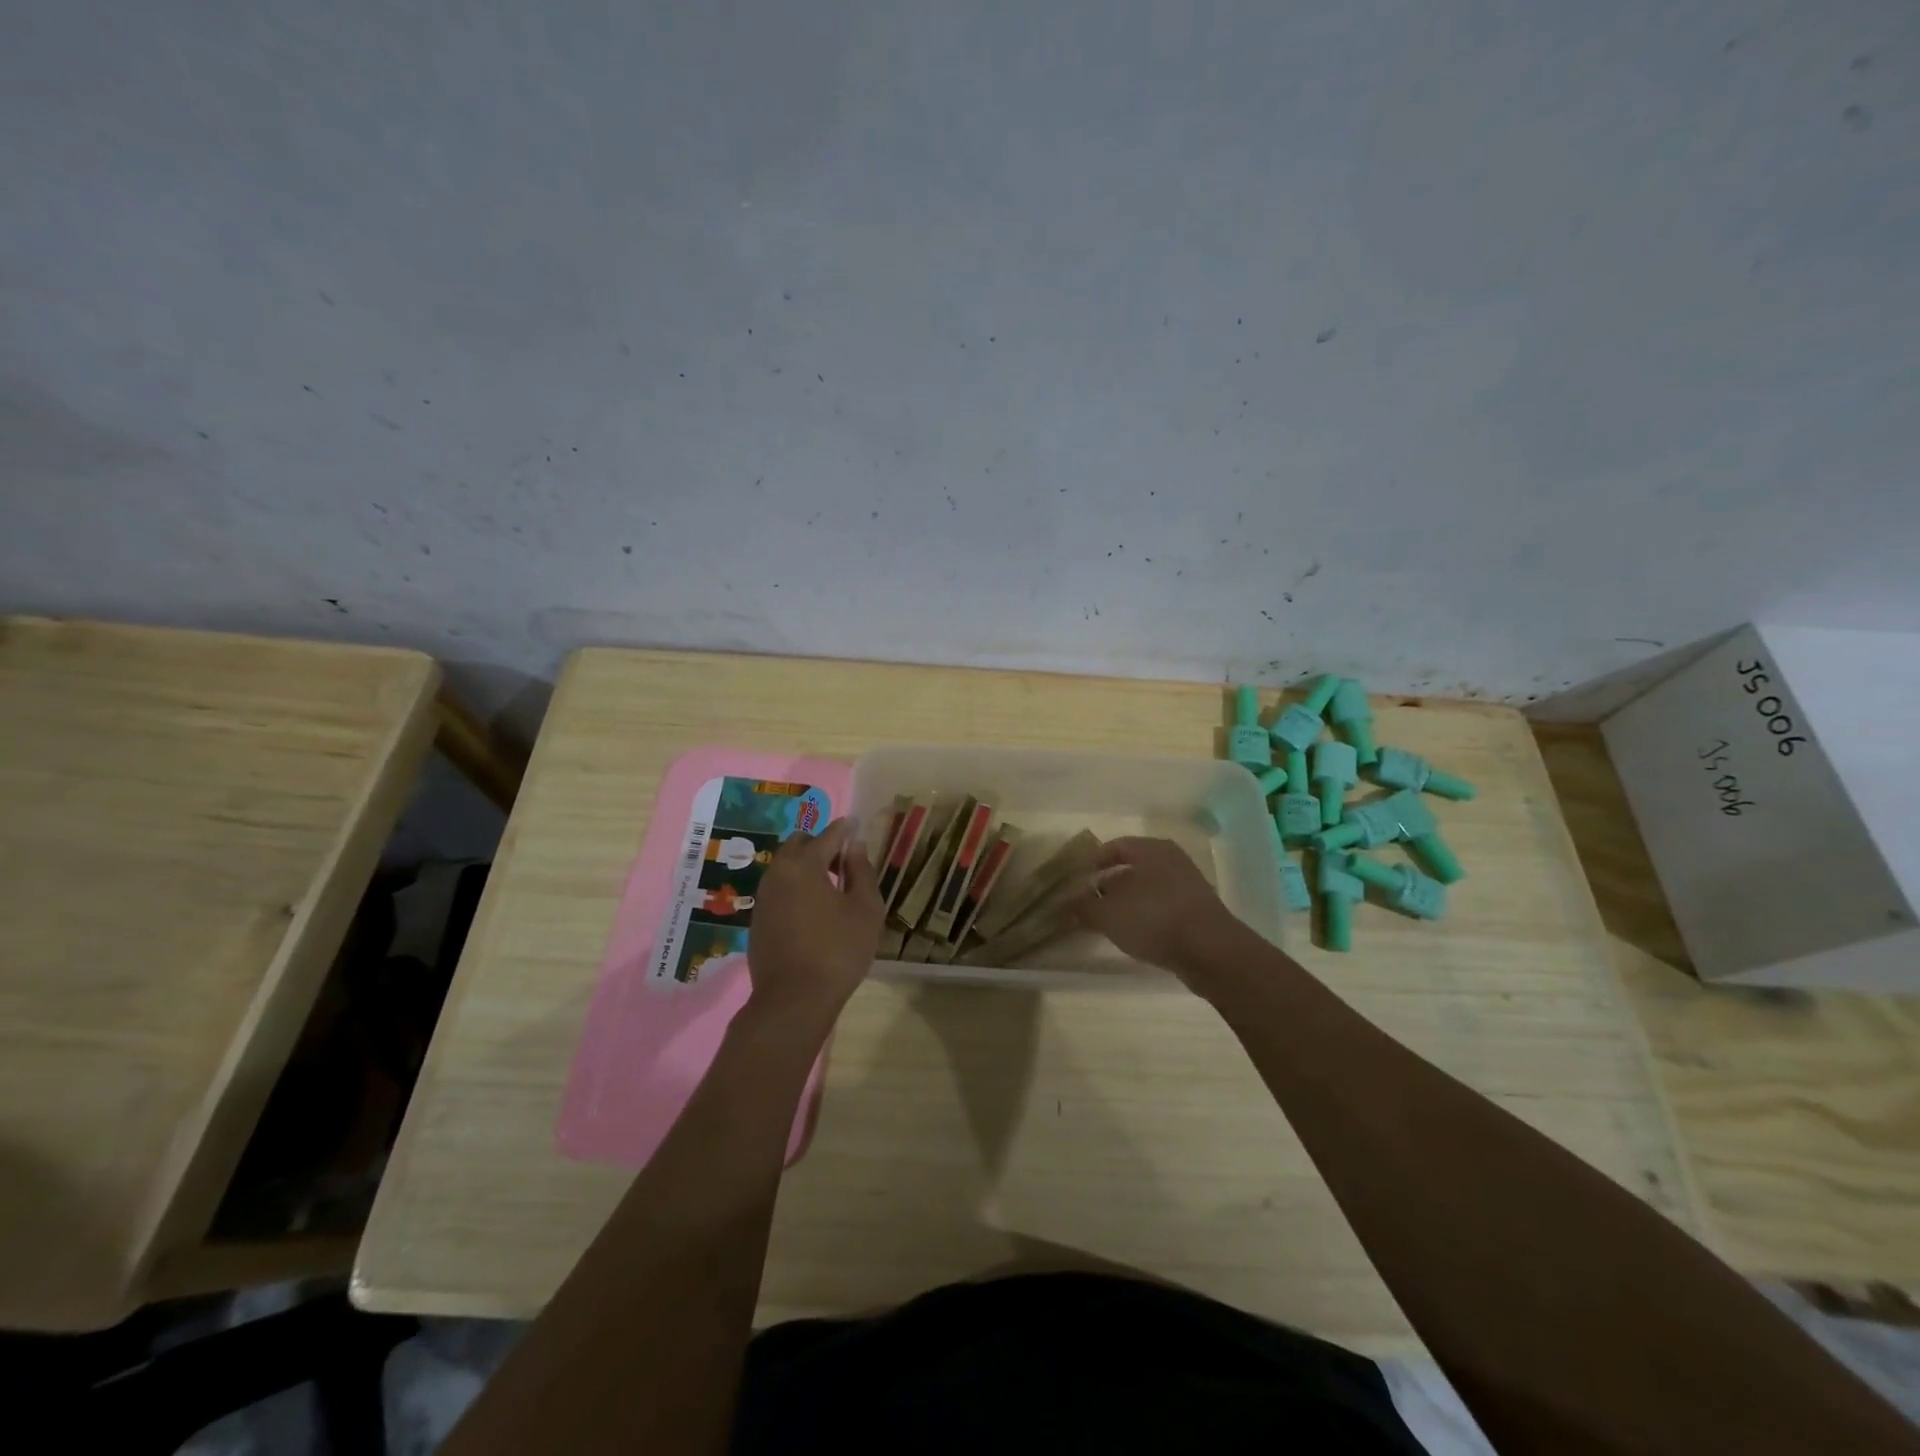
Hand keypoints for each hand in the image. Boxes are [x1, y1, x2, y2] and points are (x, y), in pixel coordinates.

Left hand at [743, 818, 884, 1032]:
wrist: (793, 1001)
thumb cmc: (838, 950)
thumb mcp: (865, 909)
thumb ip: (862, 871)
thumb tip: (855, 846)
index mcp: (804, 864)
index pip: (828, 835)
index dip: (845, 829)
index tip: (855, 825)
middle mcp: (777, 873)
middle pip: (799, 844)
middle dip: (821, 844)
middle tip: (844, 860)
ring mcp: (763, 897)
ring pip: (785, 867)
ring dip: (806, 866)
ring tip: (830, 885)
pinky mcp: (757, 920)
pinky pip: (778, 890)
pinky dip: (795, 887)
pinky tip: (811, 908)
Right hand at [1068, 837, 1254, 990]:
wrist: (1212, 951)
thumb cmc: (1154, 919)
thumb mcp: (1109, 914)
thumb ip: (1084, 907)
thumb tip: (1066, 902)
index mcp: (1150, 849)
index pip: (1114, 846)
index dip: (1093, 861)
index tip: (1077, 879)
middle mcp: (1171, 859)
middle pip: (1133, 865)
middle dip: (1110, 882)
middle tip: (1090, 900)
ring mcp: (1188, 883)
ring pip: (1149, 885)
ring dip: (1128, 900)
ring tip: (1110, 920)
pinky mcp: (1199, 908)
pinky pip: (1164, 903)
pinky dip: (1147, 913)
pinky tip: (1137, 932)